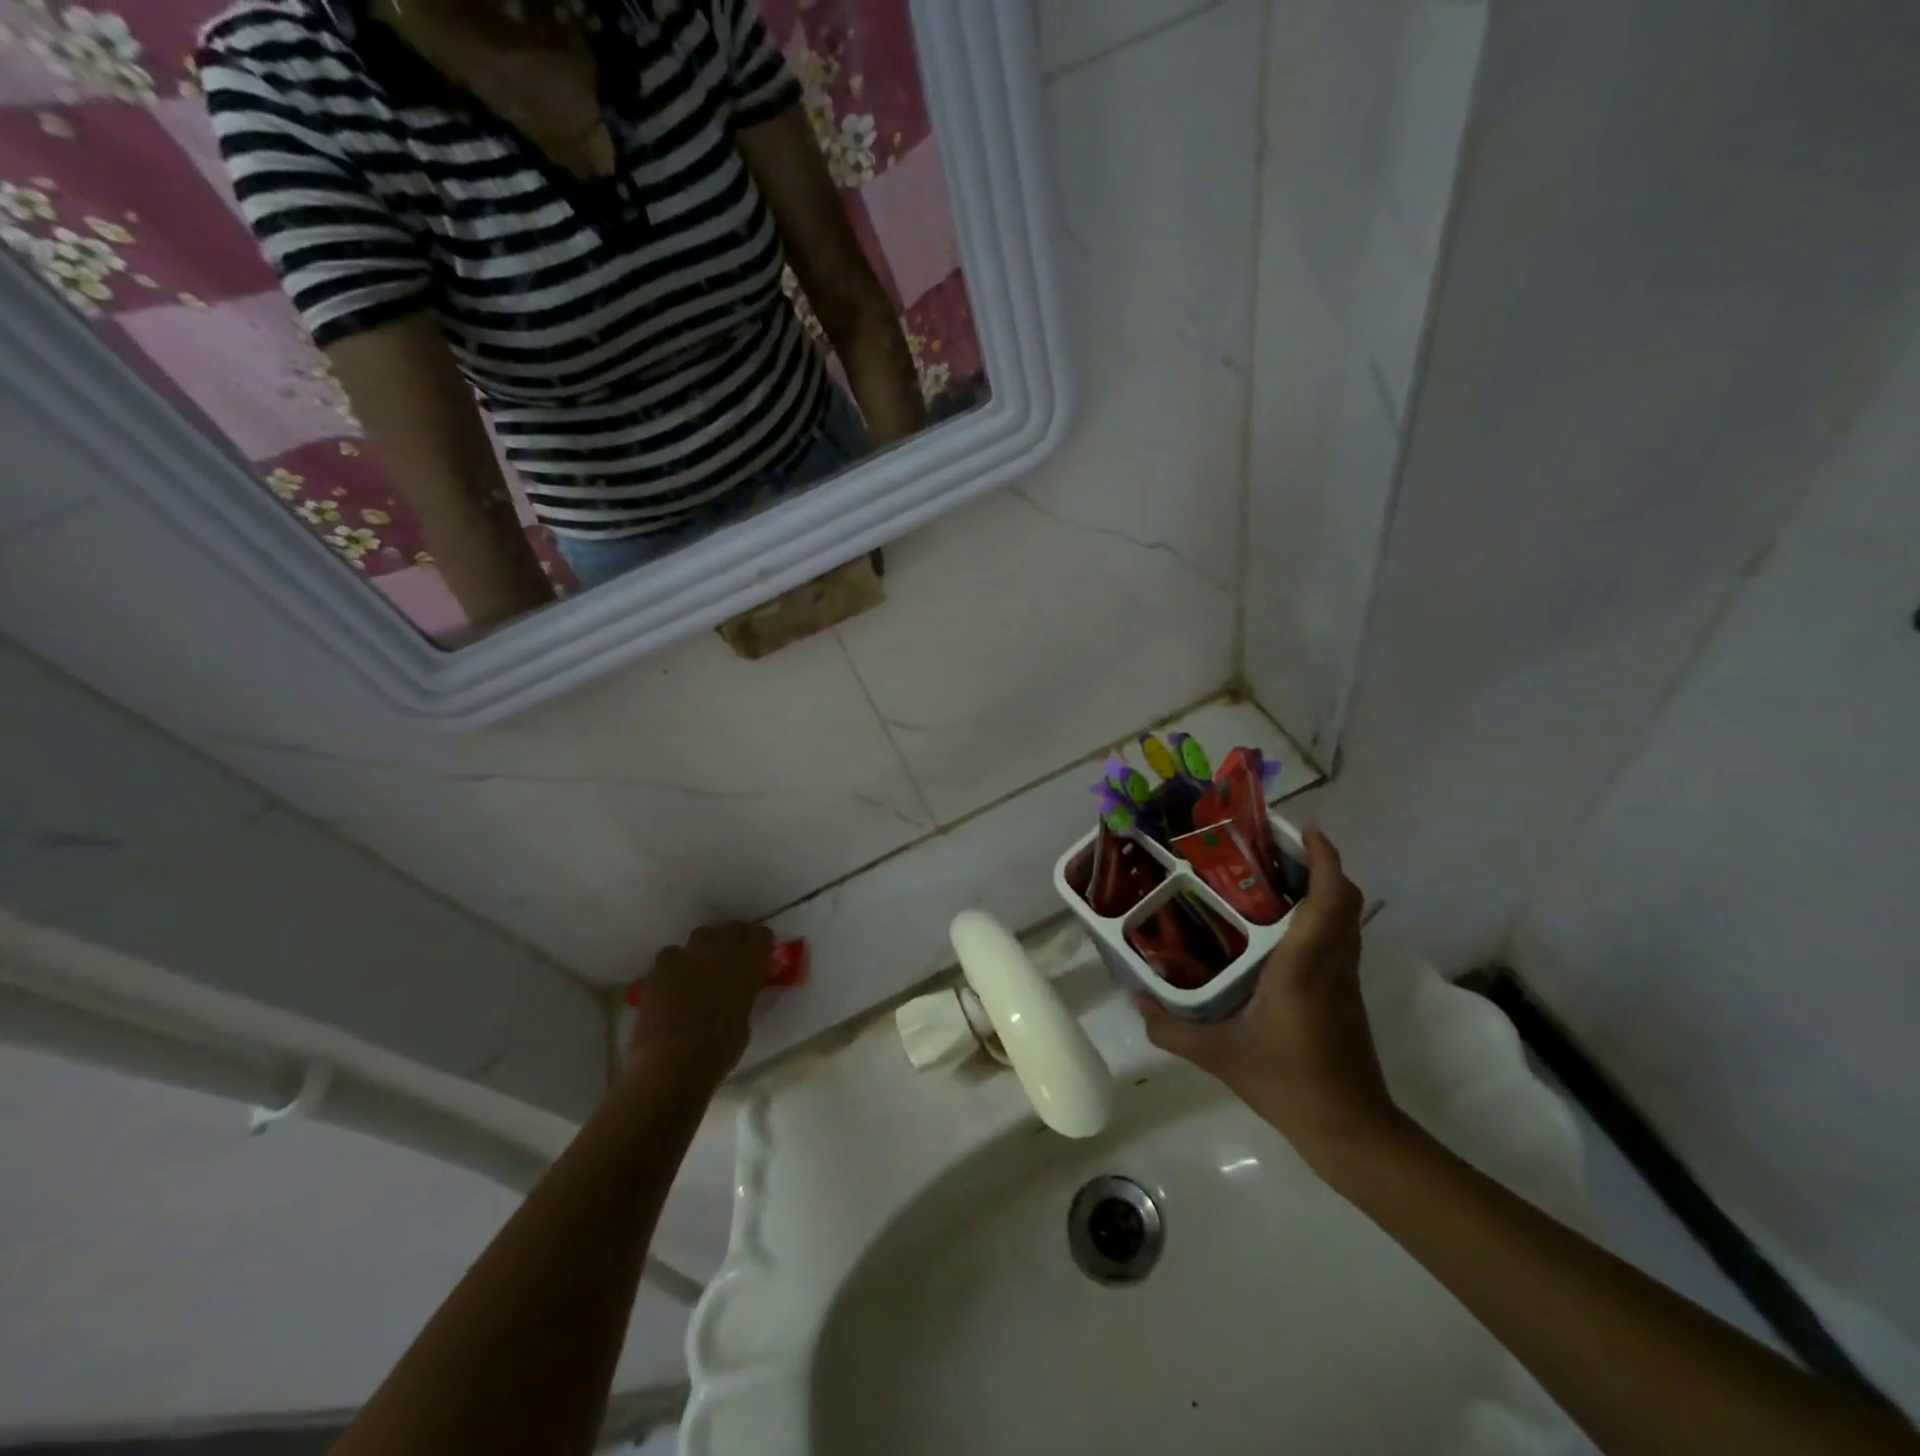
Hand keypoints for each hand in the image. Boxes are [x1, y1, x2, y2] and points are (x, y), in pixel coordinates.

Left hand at [625, 922, 775, 1086]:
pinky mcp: (661, 966)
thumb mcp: (745, 1019)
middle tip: (731, 959)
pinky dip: (676, 963)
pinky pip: (672, 953)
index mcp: (749, 963)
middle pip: (732, 927)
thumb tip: (744, 989)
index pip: (762, 935)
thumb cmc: (720, 1048)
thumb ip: (746, 994)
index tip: (759, 956)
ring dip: (705, 947)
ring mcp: (689, 954)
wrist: (674, 1060)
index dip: (760, 944)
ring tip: (701, 967)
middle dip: (734, 939)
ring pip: (702, 934)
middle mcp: (722, 950)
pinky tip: (673, 981)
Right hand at [1133, 829, 1400, 1162]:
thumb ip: (1170, 1027)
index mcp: (1305, 964)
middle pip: (1345, 899)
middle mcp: (1332, 962)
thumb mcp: (1218, 1055)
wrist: (1350, 1129)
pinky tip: (1279, 931)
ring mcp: (1345, 980)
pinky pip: (1339, 940)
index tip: (1303, 829)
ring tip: (1273, 880)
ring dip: (1322, 890)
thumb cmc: (1287, 1081)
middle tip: (1275, 851)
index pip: (1331, 898)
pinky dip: (1320, 918)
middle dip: (1320, 865)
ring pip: (1345, 919)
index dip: (1324, 858)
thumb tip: (1134, 996)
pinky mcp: (1346, 996)